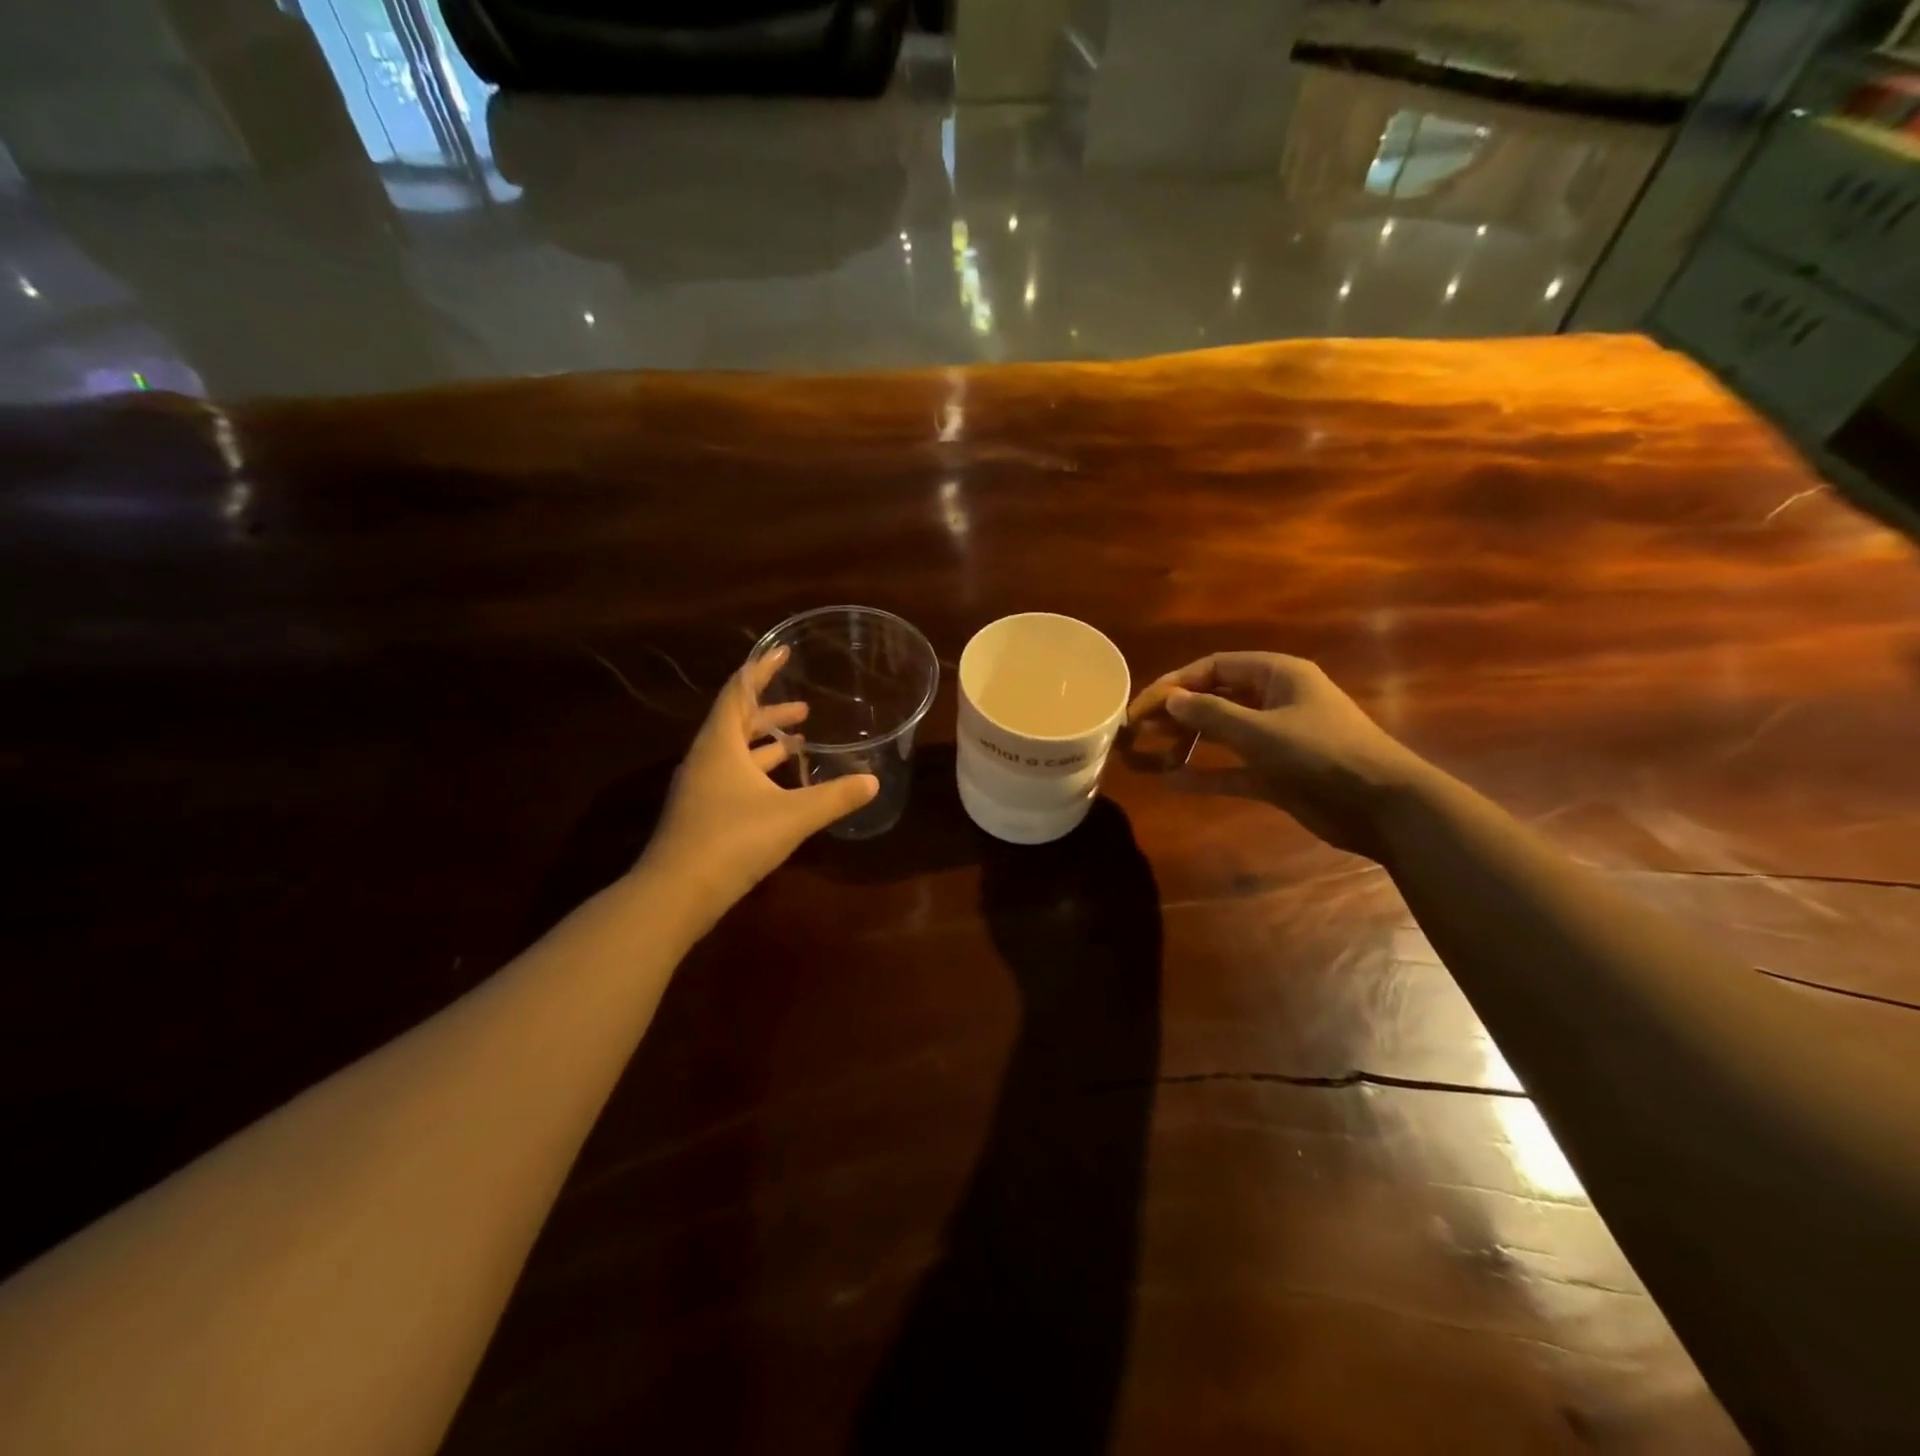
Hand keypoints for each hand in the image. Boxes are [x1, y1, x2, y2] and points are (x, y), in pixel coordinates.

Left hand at [638, 646, 877, 920]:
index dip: (762, 669)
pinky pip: (734, 777)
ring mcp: (701, 787)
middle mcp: (706, 758)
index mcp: (721, 744)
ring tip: (801, 741)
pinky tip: (783, 787)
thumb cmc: (732, 840)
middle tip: (805, 708)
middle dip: (771, 712)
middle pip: (737, 721)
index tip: (782, 651)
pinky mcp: (703, 813)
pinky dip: (759, 772)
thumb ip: (835, 796)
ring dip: (767, 743)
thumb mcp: (793, 816)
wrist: (676, 894)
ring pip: (736, 752)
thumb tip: (872, 781)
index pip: (740, 691)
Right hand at [1126, 652, 1428, 859]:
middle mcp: (1275, 701)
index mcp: (1278, 675)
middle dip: (1176, 713)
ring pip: (1221, 734)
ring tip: (1148, 756)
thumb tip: (1170, 700)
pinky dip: (1206, 774)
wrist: (1383, 806)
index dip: (1175, 683)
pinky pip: (1232, 769)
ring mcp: (1276, 739)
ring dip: (1187, 743)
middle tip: (1138, 731)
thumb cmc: (1323, 754)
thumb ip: (1212, 714)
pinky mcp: (1277, 773)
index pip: (1214, 667)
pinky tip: (1172, 782)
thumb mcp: (1261, 731)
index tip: (1141, 706)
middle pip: (1215, 698)